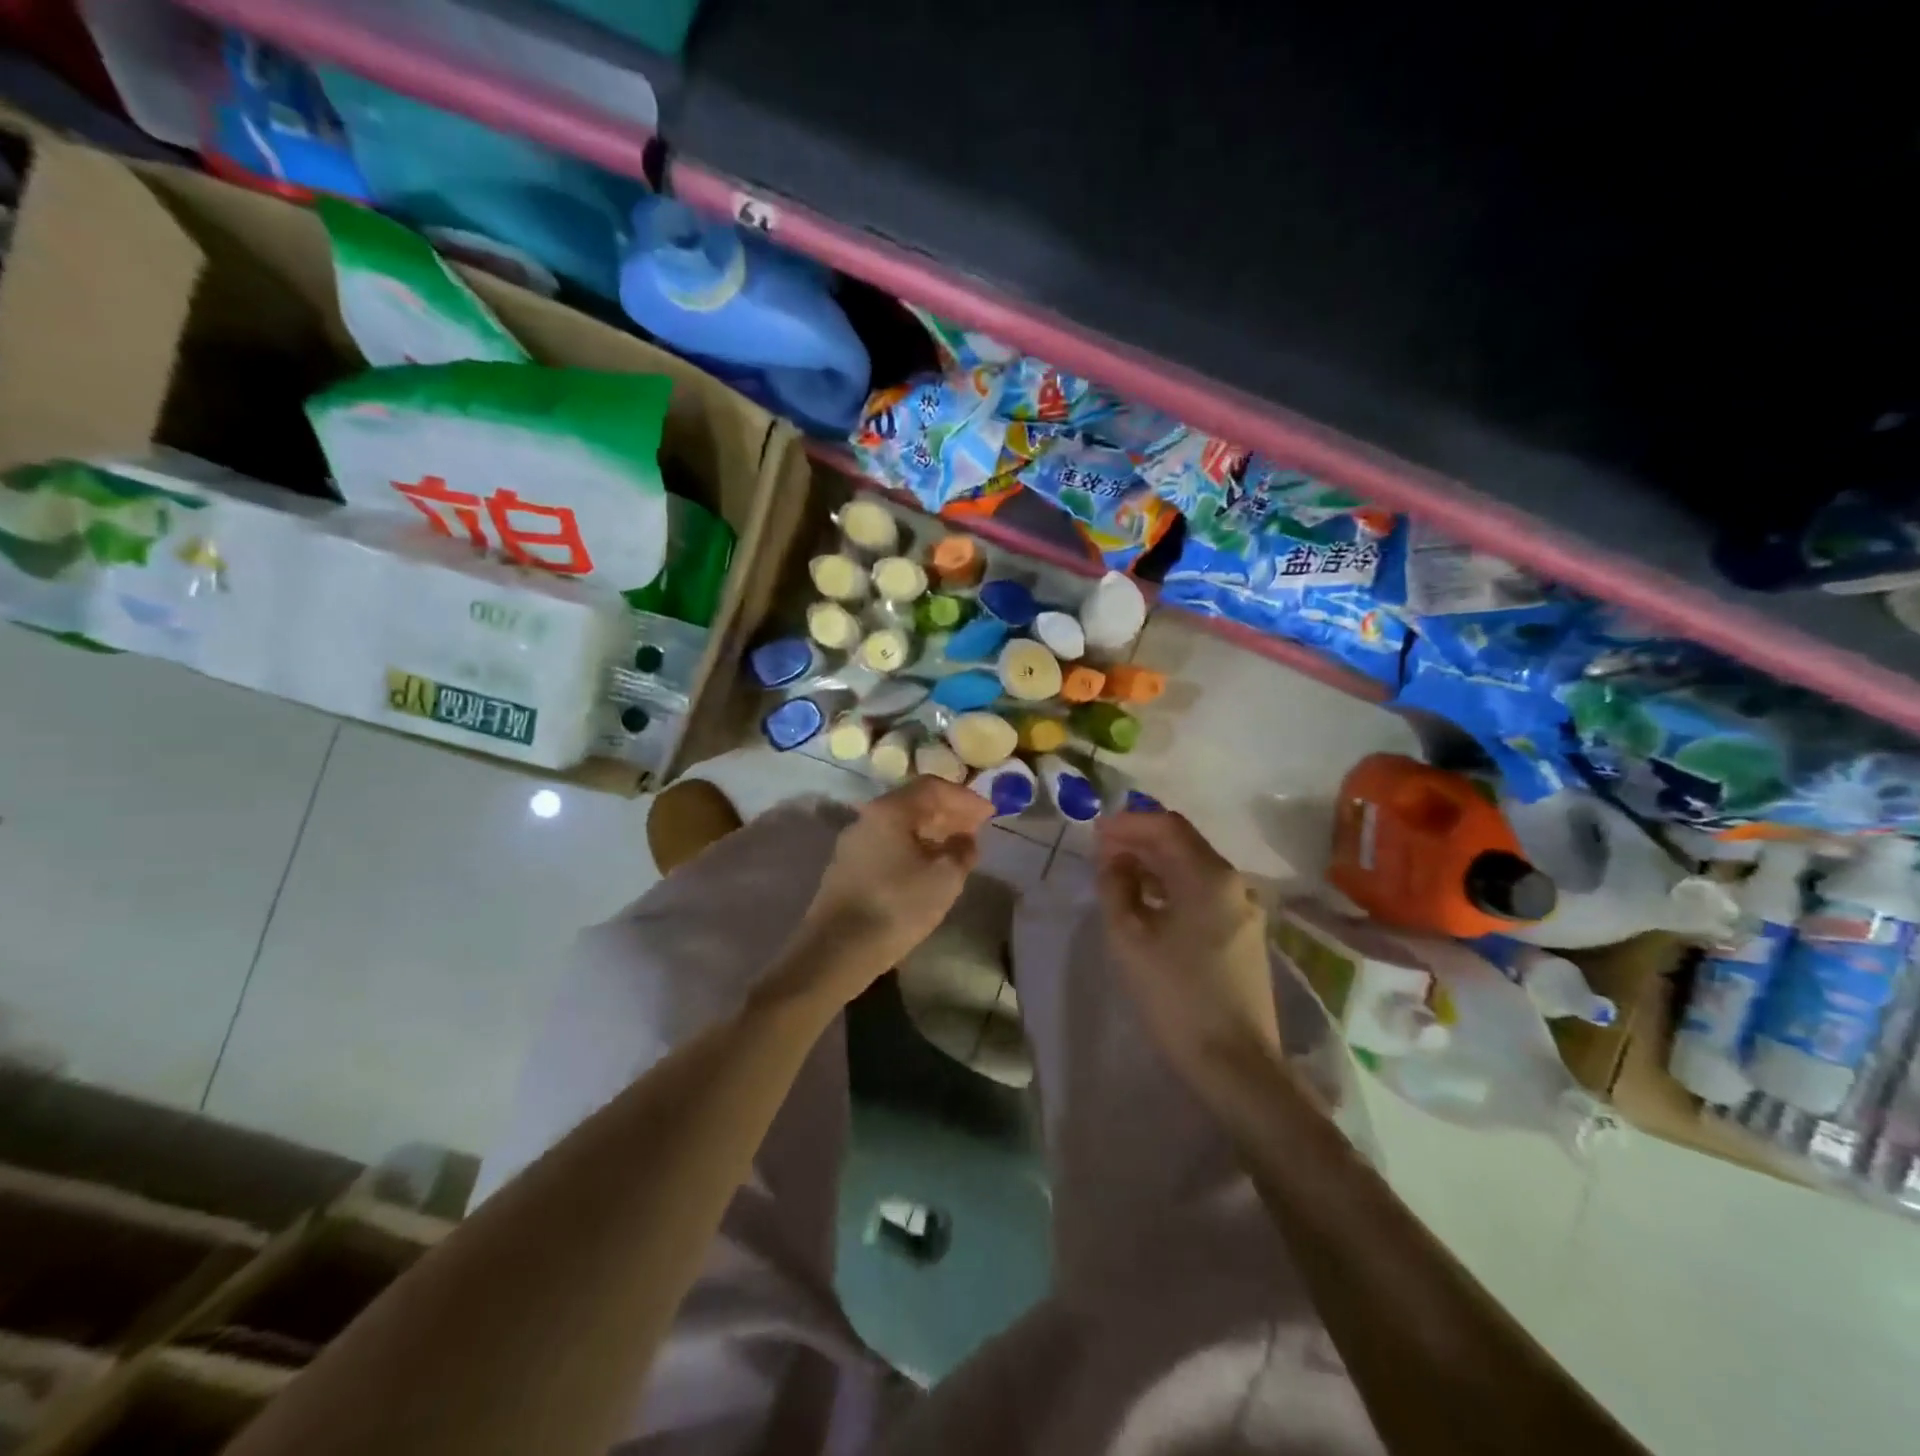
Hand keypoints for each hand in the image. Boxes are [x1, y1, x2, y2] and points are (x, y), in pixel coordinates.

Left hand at [780, 777, 994, 1001]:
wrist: (836, 950)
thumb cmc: (897, 906)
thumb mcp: (944, 878)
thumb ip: (962, 850)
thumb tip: (965, 839)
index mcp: (889, 810)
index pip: (932, 787)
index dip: (965, 797)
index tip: (989, 813)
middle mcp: (867, 818)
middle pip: (914, 803)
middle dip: (949, 813)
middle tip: (977, 829)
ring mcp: (854, 843)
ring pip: (900, 826)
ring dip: (932, 832)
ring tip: (957, 850)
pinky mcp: (848, 868)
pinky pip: (888, 845)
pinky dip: (914, 848)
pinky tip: (928, 869)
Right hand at [1096, 810, 1280, 1096]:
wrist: (1235, 1065)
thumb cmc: (1176, 995)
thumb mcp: (1129, 938)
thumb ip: (1116, 887)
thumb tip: (1114, 862)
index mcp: (1209, 876)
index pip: (1167, 826)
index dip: (1128, 823)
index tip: (1095, 832)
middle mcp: (1234, 883)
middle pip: (1183, 844)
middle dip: (1140, 841)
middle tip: (1100, 852)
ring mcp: (1244, 910)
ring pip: (1193, 869)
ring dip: (1154, 864)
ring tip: (1117, 874)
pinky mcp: (1244, 935)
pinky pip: (1203, 894)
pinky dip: (1172, 887)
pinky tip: (1147, 902)